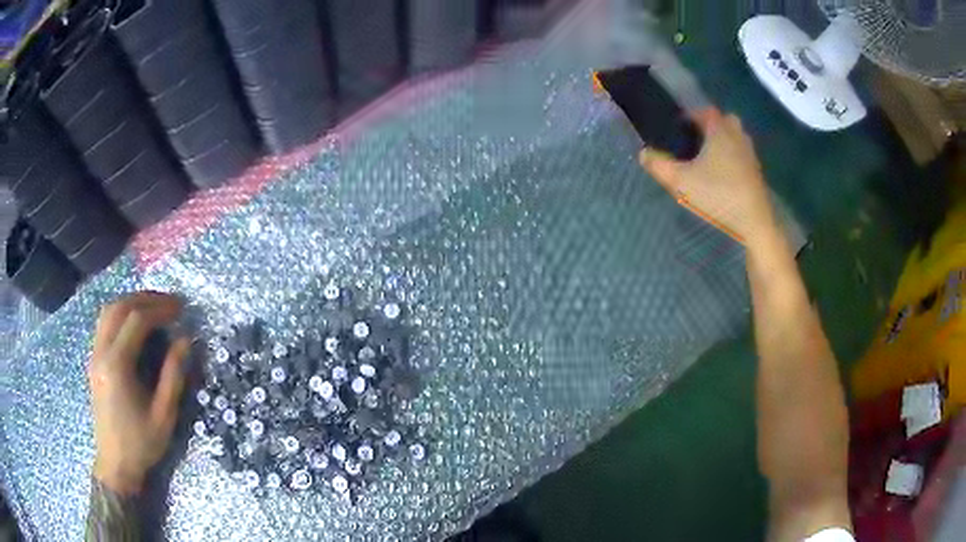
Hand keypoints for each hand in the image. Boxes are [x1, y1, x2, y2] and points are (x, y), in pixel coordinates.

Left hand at [88, 291, 190, 495]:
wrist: (115, 463)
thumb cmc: (141, 443)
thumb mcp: (164, 414)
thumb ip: (173, 375)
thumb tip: (185, 339)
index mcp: (117, 365)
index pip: (136, 320)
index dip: (160, 308)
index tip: (181, 308)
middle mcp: (101, 352)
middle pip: (119, 307)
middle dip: (145, 298)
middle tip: (169, 302)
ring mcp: (94, 355)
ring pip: (108, 311)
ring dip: (131, 302)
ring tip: (154, 307)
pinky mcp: (94, 360)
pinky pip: (104, 323)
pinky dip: (121, 313)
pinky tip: (135, 322)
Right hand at [639, 108, 775, 244]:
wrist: (754, 222)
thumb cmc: (718, 195)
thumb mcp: (681, 182)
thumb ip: (659, 165)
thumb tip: (643, 153)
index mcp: (719, 132)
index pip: (706, 111)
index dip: (692, 115)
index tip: (680, 125)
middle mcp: (737, 137)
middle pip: (726, 121)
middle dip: (712, 125)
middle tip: (697, 138)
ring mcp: (750, 155)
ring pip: (737, 137)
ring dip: (724, 140)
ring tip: (709, 156)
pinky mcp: (756, 173)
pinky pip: (743, 155)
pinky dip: (733, 157)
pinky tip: (723, 174)